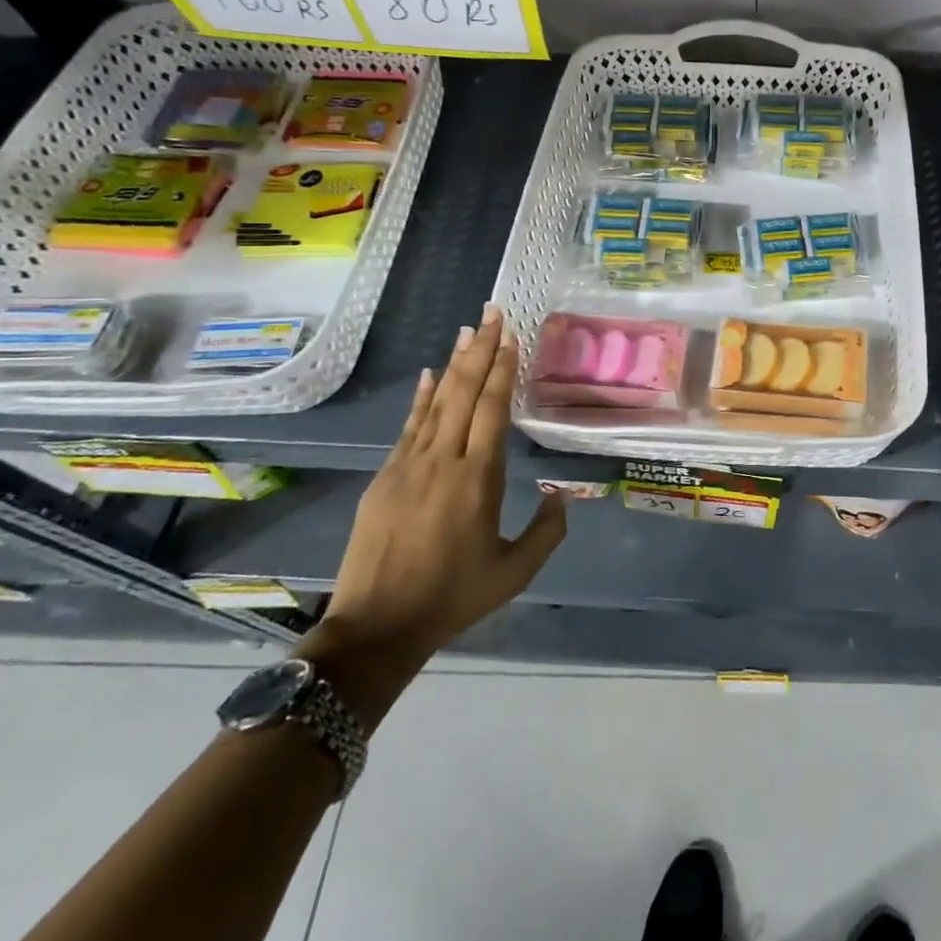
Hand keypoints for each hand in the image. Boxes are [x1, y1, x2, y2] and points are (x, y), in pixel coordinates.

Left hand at [302, 305, 566, 724]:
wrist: (377, 627)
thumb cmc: (453, 598)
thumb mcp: (514, 572)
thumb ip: (548, 531)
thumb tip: (563, 496)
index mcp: (479, 480)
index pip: (492, 410)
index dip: (502, 370)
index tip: (511, 337)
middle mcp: (444, 461)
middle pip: (463, 393)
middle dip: (480, 350)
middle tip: (492, 313)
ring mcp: (409, 466)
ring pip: (436, 403)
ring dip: (453, 364)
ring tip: (467, 330)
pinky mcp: (385, 477)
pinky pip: (408, 427)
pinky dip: (421, 398)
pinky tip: (429, 375)